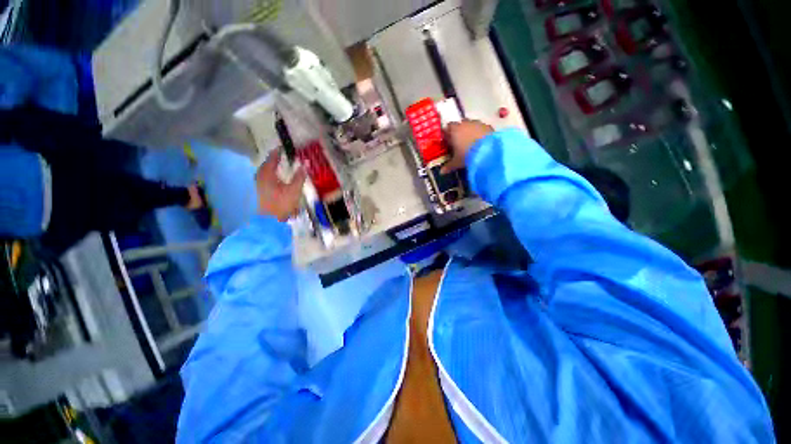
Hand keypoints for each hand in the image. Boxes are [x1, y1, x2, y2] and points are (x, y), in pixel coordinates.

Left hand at [256, 150, 306, 220]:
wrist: (270, 220)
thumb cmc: (282, 203)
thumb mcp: (294, 190)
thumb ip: (299, 176)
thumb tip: (305, 164)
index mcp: (267, 174)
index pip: (272, 159)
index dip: (277, 152)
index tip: (282, 147)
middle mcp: (260, 177)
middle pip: (266, 164)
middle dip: (273, 159)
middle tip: (280, 155)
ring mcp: (258, 184)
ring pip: (264, 171)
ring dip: (271, 167)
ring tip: (278, 165)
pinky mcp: (260, 191)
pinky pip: (264, 177)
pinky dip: (269, 174)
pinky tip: (275, 178)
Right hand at [441, 119, 493, 172]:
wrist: (488, 151)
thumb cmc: (467, 155)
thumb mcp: (456, 163)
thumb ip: (448, 166)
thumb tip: (441, 172)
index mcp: (454, 130)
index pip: (448, 128)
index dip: (448, 134)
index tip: (448, 141)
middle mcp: (464, 124)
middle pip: (459, 125)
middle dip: (459, 132)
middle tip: (459, 142)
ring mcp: (477, 123)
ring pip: (471, 125)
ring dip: (470, 131)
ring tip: (471, 143)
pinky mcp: (488, 126)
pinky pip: (481, 128)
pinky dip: (480, 133)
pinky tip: (481, 142)